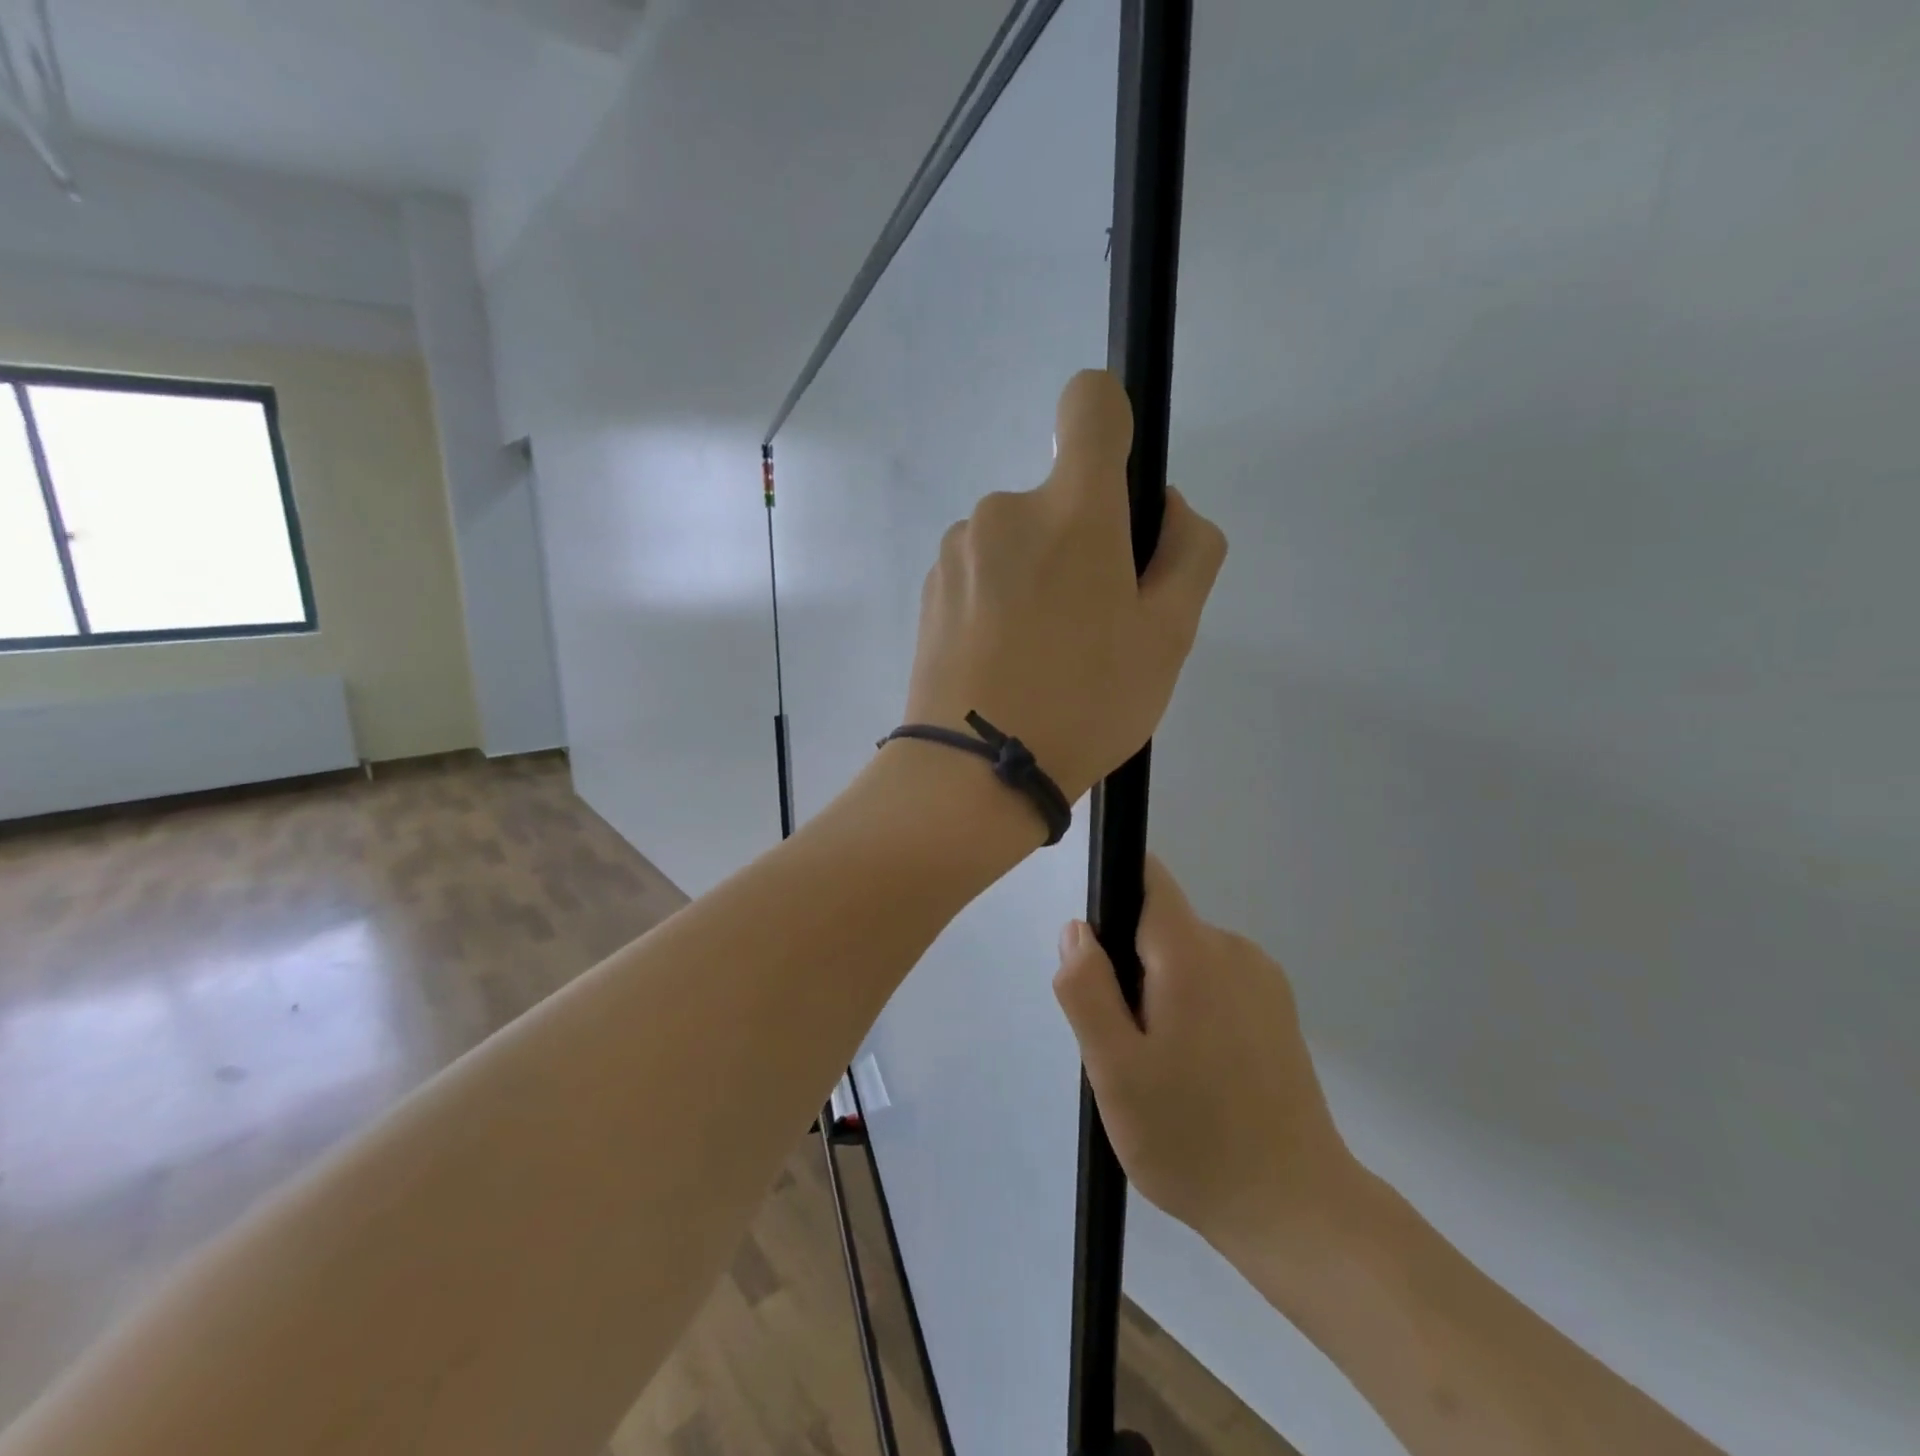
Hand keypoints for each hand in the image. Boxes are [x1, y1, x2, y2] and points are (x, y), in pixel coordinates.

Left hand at [901, 370, 1226, 803]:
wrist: (973, 771)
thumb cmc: (1084, 705)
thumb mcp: (1170, 637)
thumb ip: (1190, 552)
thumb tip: (1165, 509)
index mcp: (1072, 509)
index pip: (1090, 402)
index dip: (1113, 426)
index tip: (1120, 497)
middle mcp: (1005, 509)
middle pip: (1060, 497)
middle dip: (1084, 544)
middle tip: (1094, 627)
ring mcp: (958, 548)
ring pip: (1019, 541)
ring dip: (1039, 576)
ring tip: (1045, 656)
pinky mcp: (930, 587)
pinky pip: (982, 572)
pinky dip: (1000, 600)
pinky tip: (1005, 661)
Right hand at [1053, 857, 1360, 1265]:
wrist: (1297, 1210)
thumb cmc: (1193, 1139)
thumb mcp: (1115, 1070)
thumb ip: (1087, 990)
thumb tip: (1077, 929)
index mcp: (1193, 953)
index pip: (1147, 879)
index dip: (1110, 896)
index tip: (1094, 957)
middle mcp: (1233, 948)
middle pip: (1159, 925)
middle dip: (1127, 967)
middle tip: (1123, 1044)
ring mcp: (1262, 978)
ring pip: (1184, 957)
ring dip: (1158, 992)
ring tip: (1159, 1067)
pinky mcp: (1277, 1008)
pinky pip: (1213, 981)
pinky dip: (1190, 1008)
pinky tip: (1195, 1073)